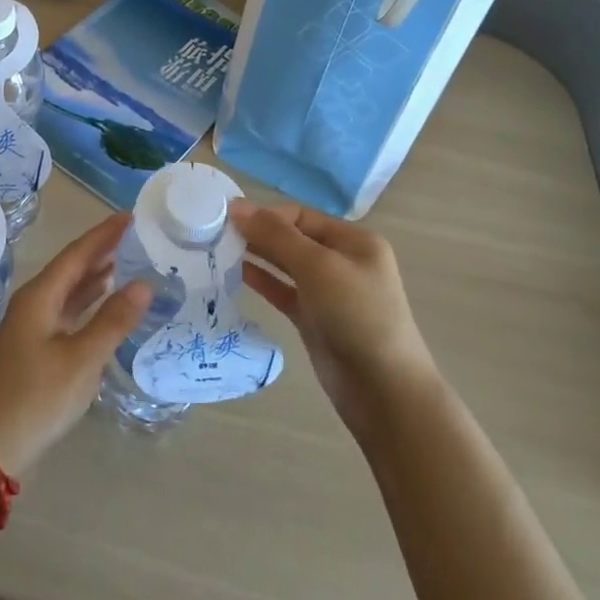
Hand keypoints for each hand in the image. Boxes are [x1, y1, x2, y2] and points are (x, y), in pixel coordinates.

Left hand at [0, 213, 150, 476]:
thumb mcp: (82, 360)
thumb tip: (144, 283)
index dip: (103, 234)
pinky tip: (104, 302)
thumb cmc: (38, 398)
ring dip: (95, 275)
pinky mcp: (36, 349)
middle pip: (71, 268)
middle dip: (101, 250)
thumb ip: (113, 320)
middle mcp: (33, 303)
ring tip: (126, 260)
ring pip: (68, 290)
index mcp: (39, 297)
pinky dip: (88, 302)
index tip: (129, 216)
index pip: (77, 254)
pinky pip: (67, 311)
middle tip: (134, 236)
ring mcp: (32, 327)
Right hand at [231, 200, 441, 438]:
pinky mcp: (315, 319)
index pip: (301, 216)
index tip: (227, 216)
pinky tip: (236, 273)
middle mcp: (342, 261)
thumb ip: (276, 236)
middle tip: (216, 233)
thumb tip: (237, 207)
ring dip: (257, 255)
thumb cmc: (356, 316)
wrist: (384, 392)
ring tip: (219, 249)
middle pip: (293, 238)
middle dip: (259, 233)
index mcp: (354, 240)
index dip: (266, 214)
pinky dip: (262, 281)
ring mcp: (329, 292)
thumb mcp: (317, 267)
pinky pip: (284, 291)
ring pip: (286, 264)